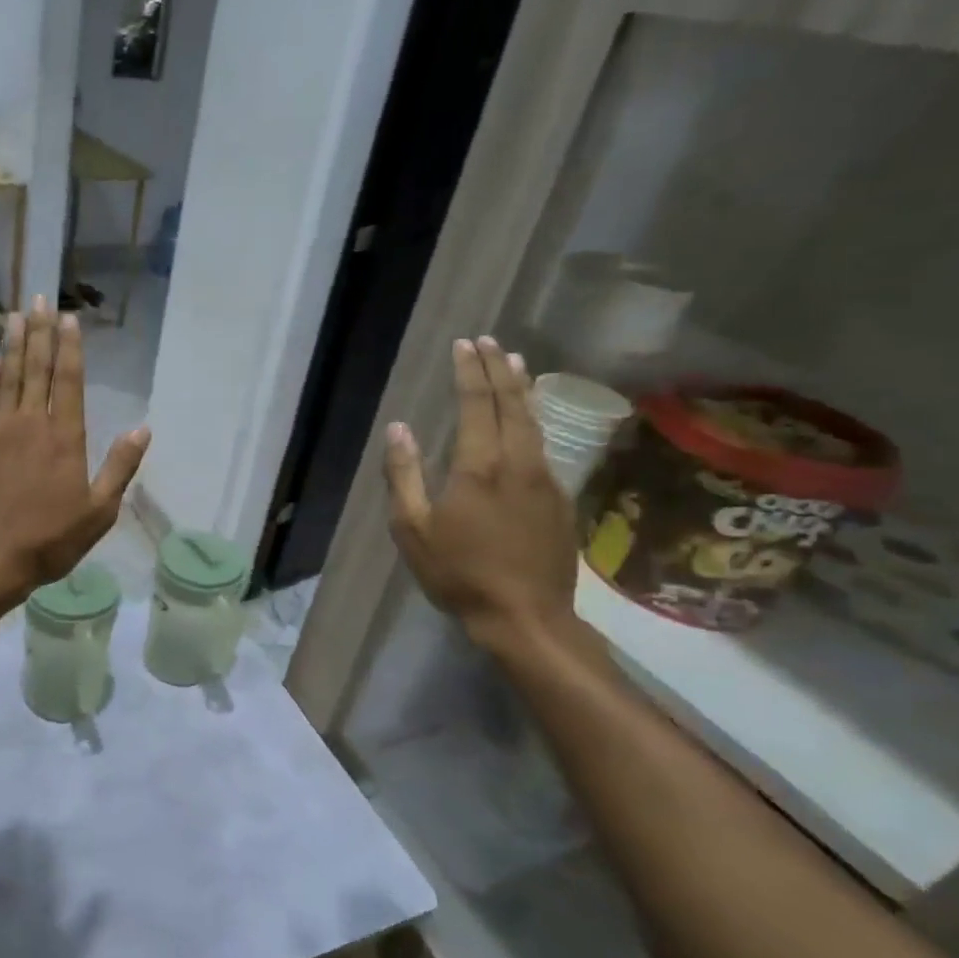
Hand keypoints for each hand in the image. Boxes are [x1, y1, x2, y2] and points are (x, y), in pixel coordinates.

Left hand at [0, 298, 149, 594]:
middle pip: (36, 370)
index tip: (66, 317)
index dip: (69, 347)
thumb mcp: (99, 512)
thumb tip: (143, 430)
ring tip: (15, 316)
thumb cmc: (49, 540)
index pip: (68, 381)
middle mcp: (31, 425)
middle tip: (38, 299)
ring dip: (13, 346)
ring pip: (8, 378)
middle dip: (39, 333)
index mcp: (65, 438)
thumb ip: (119, 468)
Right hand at [383, 337, 578, 649]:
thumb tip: (399, 429)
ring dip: (521, 389)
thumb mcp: (413, 529)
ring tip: (515, 363)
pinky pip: (544, 445)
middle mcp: (517, 463)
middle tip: (489, 341)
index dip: (468, 372)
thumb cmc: (459, 573)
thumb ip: (404, 475)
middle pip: (511, 404)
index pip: (475, 404)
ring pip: (534, 421)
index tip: (463, 344)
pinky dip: (533, 419)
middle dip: (498, 368)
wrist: (526, 616)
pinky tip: (528, 418)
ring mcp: (545, 480)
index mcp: (478, 467)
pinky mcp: (559, 499)